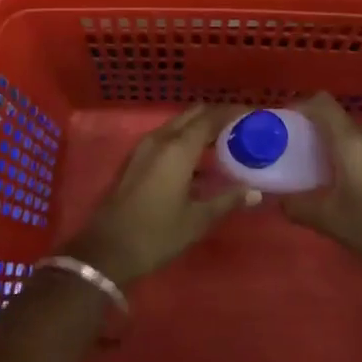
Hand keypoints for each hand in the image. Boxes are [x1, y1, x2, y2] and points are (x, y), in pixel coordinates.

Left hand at [62, 104, 253, 287]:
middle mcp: (161, 138)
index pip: (210, 118)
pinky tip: (200, 160)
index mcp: (178, 148)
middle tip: (241, 125)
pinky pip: (167, 137)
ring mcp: (145, 147)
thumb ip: (227, 200)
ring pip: (178, 125)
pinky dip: (186, 139)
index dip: (232, 112)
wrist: (108, 249)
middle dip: (217, 116)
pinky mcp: (137, 158)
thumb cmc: (156, 234)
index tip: (253, 113)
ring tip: (226, 141)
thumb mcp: (197, 220)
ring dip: (200, 127)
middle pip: (193, 115)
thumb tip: (254, 191)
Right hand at [280, 93, 361, 289]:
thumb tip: (278, 200)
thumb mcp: (330, 221)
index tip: (281, 125)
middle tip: (291, 151)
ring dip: (330, 143)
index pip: (322, 102)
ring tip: (312, 168)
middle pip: (334, 118)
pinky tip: (339, 181)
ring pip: (350, 133)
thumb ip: (298, 206)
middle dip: (311, 129)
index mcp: (351, 141)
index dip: (298, 106)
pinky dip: (347, 154)